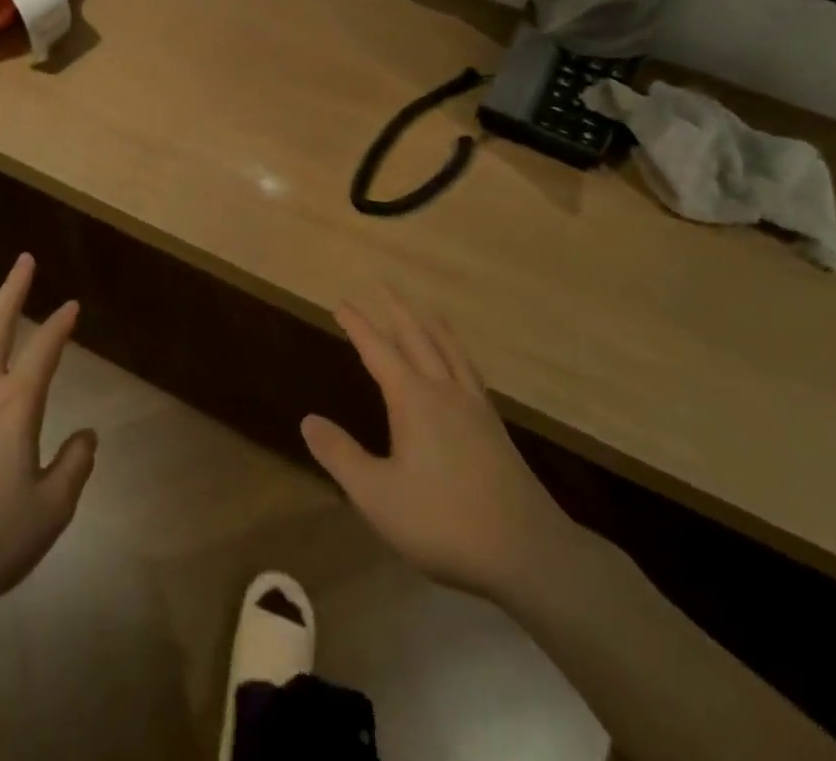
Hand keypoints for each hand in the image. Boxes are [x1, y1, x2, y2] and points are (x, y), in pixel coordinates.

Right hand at [302, 290, 566, 604]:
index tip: (342, 302)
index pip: (378, 351)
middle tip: (382, 284)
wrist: (527, 552)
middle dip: (397, 309)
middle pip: (418, 337)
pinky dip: (457, 353)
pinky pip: (470, 372)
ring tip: (425, 311)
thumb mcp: (378, 496)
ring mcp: (475, 408)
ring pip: (450, 351)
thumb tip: (307, 420)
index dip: (358, 325)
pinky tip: (460, 366)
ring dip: (432, 326)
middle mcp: (445, 391)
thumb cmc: (444, 522)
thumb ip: (341, 456)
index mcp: (414, 400)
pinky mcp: (495, 429)